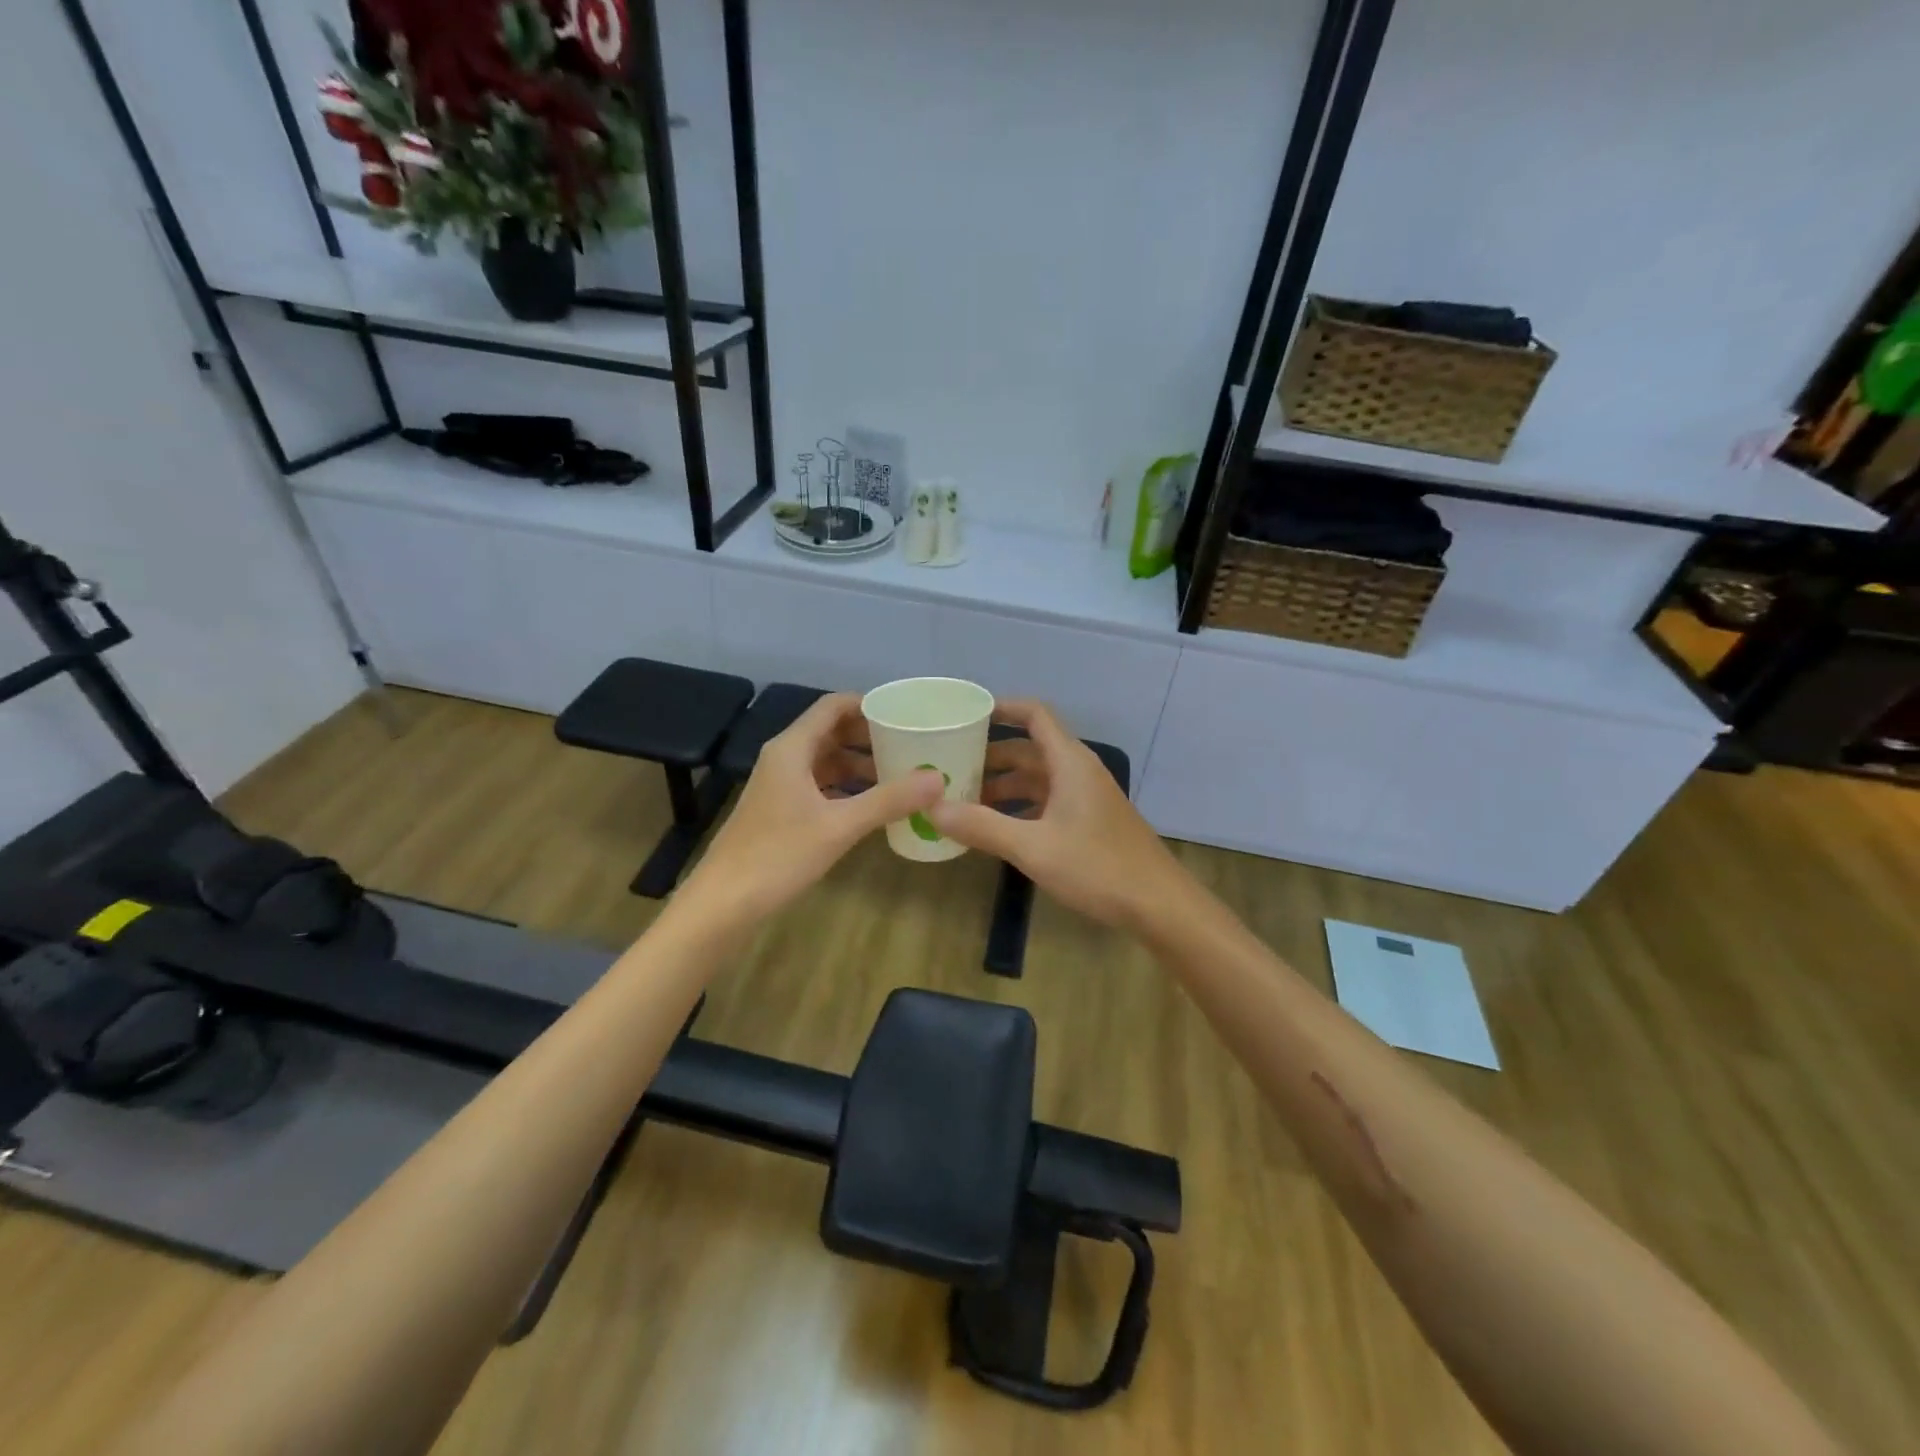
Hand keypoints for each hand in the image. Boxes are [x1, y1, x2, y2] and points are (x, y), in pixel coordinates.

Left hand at [684, 693, 943, 918]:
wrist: (723, 904)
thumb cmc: (778, 855)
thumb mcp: (840, 826)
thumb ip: (888, 800)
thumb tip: (937, 778)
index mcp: (792, 748)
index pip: (833, 707)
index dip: (869, 705)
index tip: (906, 715)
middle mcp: (784, 758)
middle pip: (831, 732)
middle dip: (870, 737)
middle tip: (912, 746)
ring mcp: (780, 786)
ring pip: (826, 761)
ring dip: (860, 765)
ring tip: (900, 776)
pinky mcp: (780, 811)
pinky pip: (820, 786)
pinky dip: (846, 788)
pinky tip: (872, 805)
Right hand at [927, 700, 1187, 934]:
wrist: (1158, 904)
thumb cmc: (1098, 867)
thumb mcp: (1033, 847)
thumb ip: (982, 827)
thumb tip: (933, 807)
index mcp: (1069, 763)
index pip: (1034, 715)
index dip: (1001, 709)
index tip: (965, 716)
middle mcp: (1078, 772)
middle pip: (1029, 749)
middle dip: (990, 755)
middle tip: (949, 767)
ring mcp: (1086, 798)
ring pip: (1037, 779)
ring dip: (1003, 786)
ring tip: (963, 800)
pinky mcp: (1089, 822)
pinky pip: (1047, 802)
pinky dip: (1019, 808)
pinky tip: (996, 829)